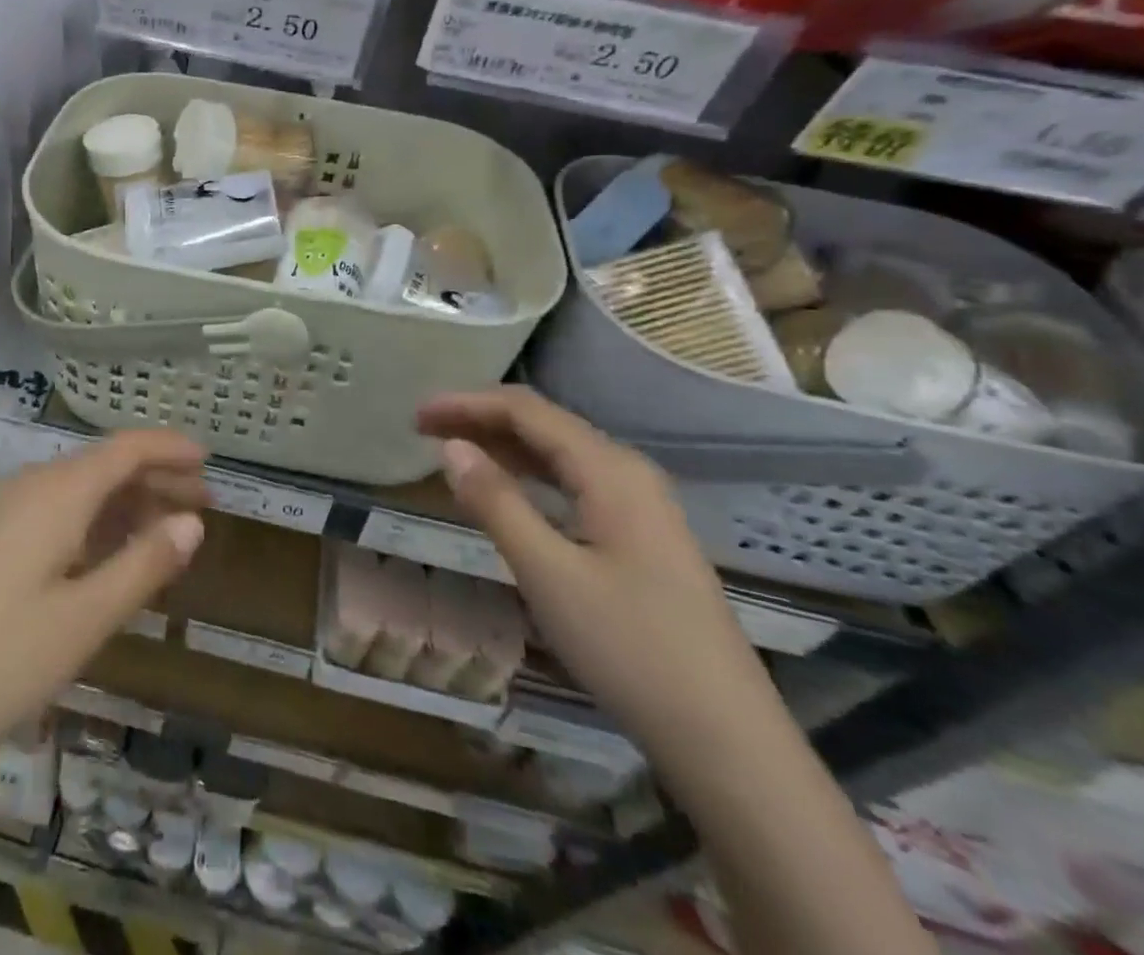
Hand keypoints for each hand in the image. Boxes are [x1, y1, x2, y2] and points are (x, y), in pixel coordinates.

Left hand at [0, 430, 208, 798]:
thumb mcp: (85, 620)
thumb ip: (144, 564)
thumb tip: (193, 522)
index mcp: (56, 493)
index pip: (125, 449)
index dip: (168, 449)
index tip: (209, 461)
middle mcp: (27, 489)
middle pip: (102, 467)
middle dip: (154, 479)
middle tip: (201, 504)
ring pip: (76, 493)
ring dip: (124, 505)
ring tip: (164, 533)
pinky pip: (52, 516)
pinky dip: (91, 526)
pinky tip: (106, 560)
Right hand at [418, 388, 776, 763]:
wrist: (727, 739)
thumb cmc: (630, 648)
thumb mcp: (548, 574)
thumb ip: (496, 503)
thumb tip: (450, 447)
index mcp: (610, 469)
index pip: (526, 411)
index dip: (467, 404)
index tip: (416, 416)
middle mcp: (627, 472)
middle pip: (544, 424)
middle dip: (481, 418)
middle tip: (423, 429)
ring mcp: (640, 504)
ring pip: (559, 454)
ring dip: (503, 445)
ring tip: (453, 450)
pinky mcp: (641, 536)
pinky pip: (574, 483)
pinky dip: (530, 476)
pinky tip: (507, 490)